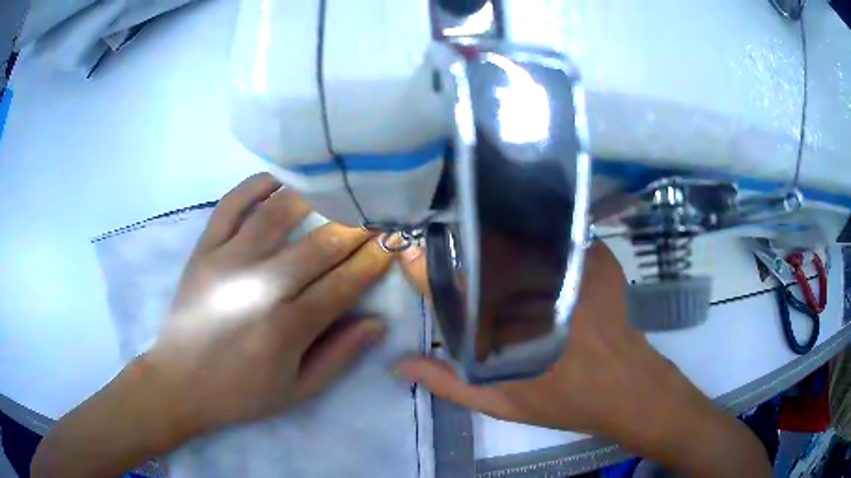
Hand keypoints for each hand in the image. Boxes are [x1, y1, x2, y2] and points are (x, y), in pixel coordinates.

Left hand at [145, 172, 391, 438]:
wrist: (179, 383)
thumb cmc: (242, 394)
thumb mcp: (298, 391)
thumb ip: (339, 356)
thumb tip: (377, 321)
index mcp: (287, 329)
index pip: (344, 284)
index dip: (374, 260)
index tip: (394, 240)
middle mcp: (259, 289)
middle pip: (318, 246)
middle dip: (355, 226)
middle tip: (376, 211)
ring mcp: (226, 263)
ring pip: (277, 215)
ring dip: (313, 198)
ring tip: (336, 190)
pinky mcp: (203, 251)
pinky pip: (231, 205)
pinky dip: (256, 186)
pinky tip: (279, 180)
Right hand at [397, 243, 683, 437]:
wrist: (626, 387)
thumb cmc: (564, 400)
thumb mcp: (501, 401)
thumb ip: (447, 383)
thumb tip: (398, 363)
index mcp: (503, 322)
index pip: (452, 282)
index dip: (427, 269)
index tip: (415, 259)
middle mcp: (531, 286)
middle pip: (486, 249)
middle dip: (465, 244)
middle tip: (455, 247)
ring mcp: (567, 265)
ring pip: (520, 235)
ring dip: (500, 234)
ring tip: (485, 238)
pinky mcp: (594, 256)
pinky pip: (556, 233)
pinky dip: (538, 232)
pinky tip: (529, 237)